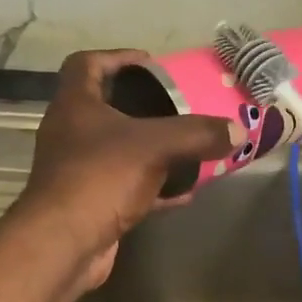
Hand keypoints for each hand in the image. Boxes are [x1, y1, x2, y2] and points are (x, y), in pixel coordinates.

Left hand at [16, 50, 238, 289]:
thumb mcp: (155, 146)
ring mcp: (77, 170)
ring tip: (187, 145)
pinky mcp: (90, 203)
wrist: (63, 245)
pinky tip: (185, 192)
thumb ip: (197, 134)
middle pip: (105, 107)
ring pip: (118, 149)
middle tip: (176, 104)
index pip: (86, 64)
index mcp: (75, 105)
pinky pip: (126, 185)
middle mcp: (71, 133)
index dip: (117, 57)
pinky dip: (154, 186)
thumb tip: (238, 130)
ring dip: (150, 147)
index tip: (151, 64)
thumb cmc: (100, 178)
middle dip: (142, 105)